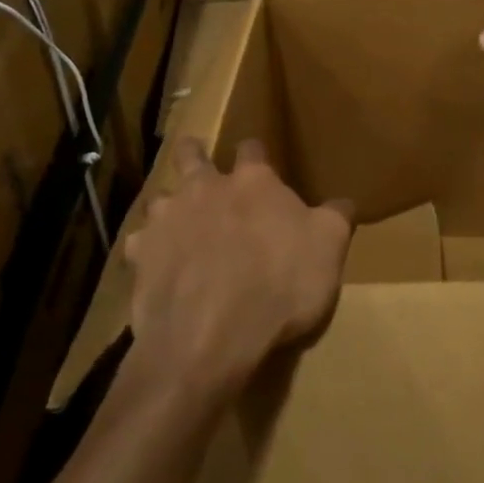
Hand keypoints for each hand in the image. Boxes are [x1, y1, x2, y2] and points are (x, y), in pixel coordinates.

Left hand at [126, 138, 352, 402]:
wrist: (211, 333)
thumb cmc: (280, 284)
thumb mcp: (328, 249)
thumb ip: (335, 218)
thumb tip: (344, 201)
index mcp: (252, 181)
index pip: (252, 149)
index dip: (256, 153)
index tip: (259, 160)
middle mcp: (205, 188)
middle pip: (191, 155)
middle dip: (194, 153)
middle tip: (196, 158)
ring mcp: (167, 219)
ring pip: (160, 197)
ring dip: (169, 206)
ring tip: (176, 222)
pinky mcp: (141, 255)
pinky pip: (139, 244)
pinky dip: (147, 250)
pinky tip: (154, 264)